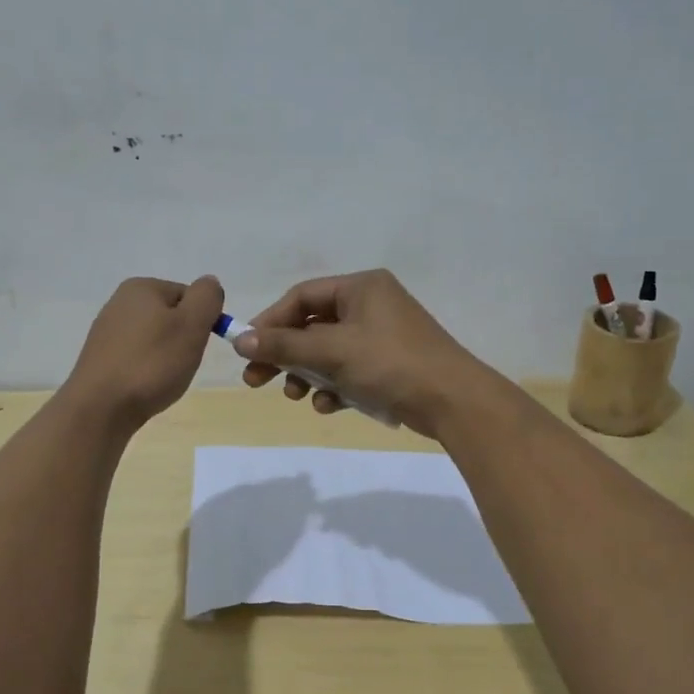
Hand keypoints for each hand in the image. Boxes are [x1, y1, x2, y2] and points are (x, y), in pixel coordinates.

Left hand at [64, 275, 224, 429]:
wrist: (100, 408)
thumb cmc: (152, 363)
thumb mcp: (191, 325)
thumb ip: (206, 298)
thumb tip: (209, 283)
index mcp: (141, 288)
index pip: (189, 296)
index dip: (201, 322)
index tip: (196, 346)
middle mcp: (119, 302)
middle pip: (171, 317)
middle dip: (183, 340)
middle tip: (181, 364)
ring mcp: (106, 331)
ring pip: (154, 339)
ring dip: (166, 357)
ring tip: (162, 379)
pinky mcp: (100, 358)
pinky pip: (137, 357)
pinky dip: (147, 370)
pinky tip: (144, 386)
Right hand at [231, 269, 497, 437]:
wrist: (454, 402)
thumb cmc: (390, 364)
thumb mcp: (332, 352)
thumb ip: (284, 345)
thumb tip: (239, 340)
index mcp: (361, 287)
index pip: (302, 296)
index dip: (271, 322)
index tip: (248, 349)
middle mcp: (371, 305)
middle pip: (313, 326)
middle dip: (285, 355)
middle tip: (256, 381)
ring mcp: (382, 336)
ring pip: (329, 352)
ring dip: (308, 374)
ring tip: (297, 397)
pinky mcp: (390, 365)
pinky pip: (350, 370)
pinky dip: (335, 386)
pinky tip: (329, 406)